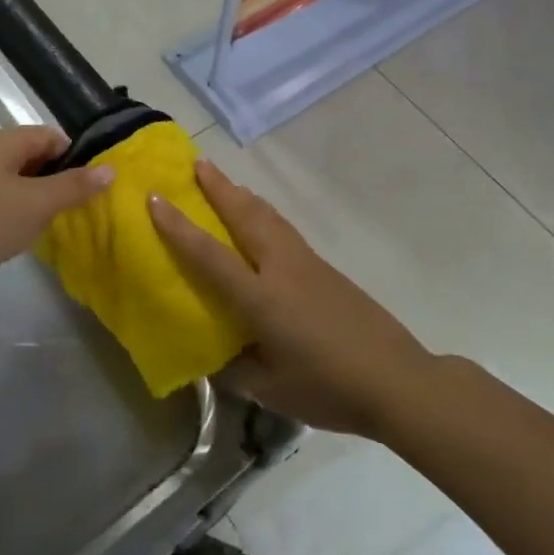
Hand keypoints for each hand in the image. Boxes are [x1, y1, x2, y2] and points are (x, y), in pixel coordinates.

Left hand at [0, 127, 111, 287]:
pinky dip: (8, 215)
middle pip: (30, 157)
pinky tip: (14, 238)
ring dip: (31, 201)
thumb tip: (110, 169)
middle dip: (54, 181)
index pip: (50, 136)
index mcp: (3, 141)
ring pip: (11, 182)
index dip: (75, 158)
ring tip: (47, 228)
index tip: (90, 188)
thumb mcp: (37, 203)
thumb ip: (74, 187)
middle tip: (73, 211)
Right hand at [149, 160, 435, 438]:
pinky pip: (284, 229)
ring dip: (242, 195)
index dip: (178, 227)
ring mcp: (307, 263)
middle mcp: (281, 269)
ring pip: (268, 216)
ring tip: (224, 182)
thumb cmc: (329, 389)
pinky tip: (261, 220)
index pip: (210, 255)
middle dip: (217, 187)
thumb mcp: (272, 391)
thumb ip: (237, 369)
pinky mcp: (325, 268)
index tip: (155, 197)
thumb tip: (214, 355)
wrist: (398, 380)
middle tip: (196, 163)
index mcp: (261, 299)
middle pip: (244, 215)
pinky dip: (263, 214)